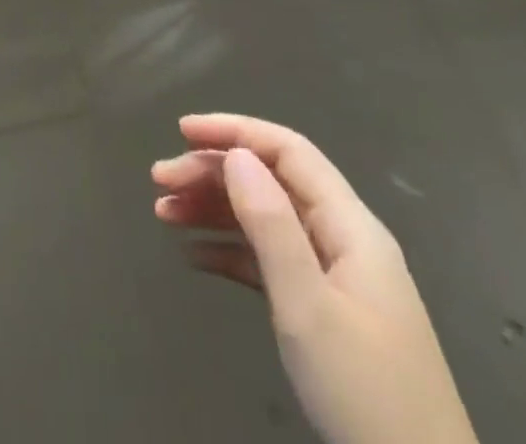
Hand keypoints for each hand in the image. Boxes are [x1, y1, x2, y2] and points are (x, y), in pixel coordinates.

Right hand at [152, 115, 478, 443]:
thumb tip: (236, 155)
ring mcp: (335, 277)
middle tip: (160, 181)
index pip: (287, 151)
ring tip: (163, 212)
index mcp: (350, 226)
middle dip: (213, 172)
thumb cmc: (365, 393)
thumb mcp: (308, 306)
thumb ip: (270, 224)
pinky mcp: (325, 312)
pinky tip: (193, 257)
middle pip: (270, 181)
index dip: (234, 131)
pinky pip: (269, 261)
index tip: (181, 131)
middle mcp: (343, 239)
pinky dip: (230, 251)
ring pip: (265, 219)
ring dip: (214, 209)